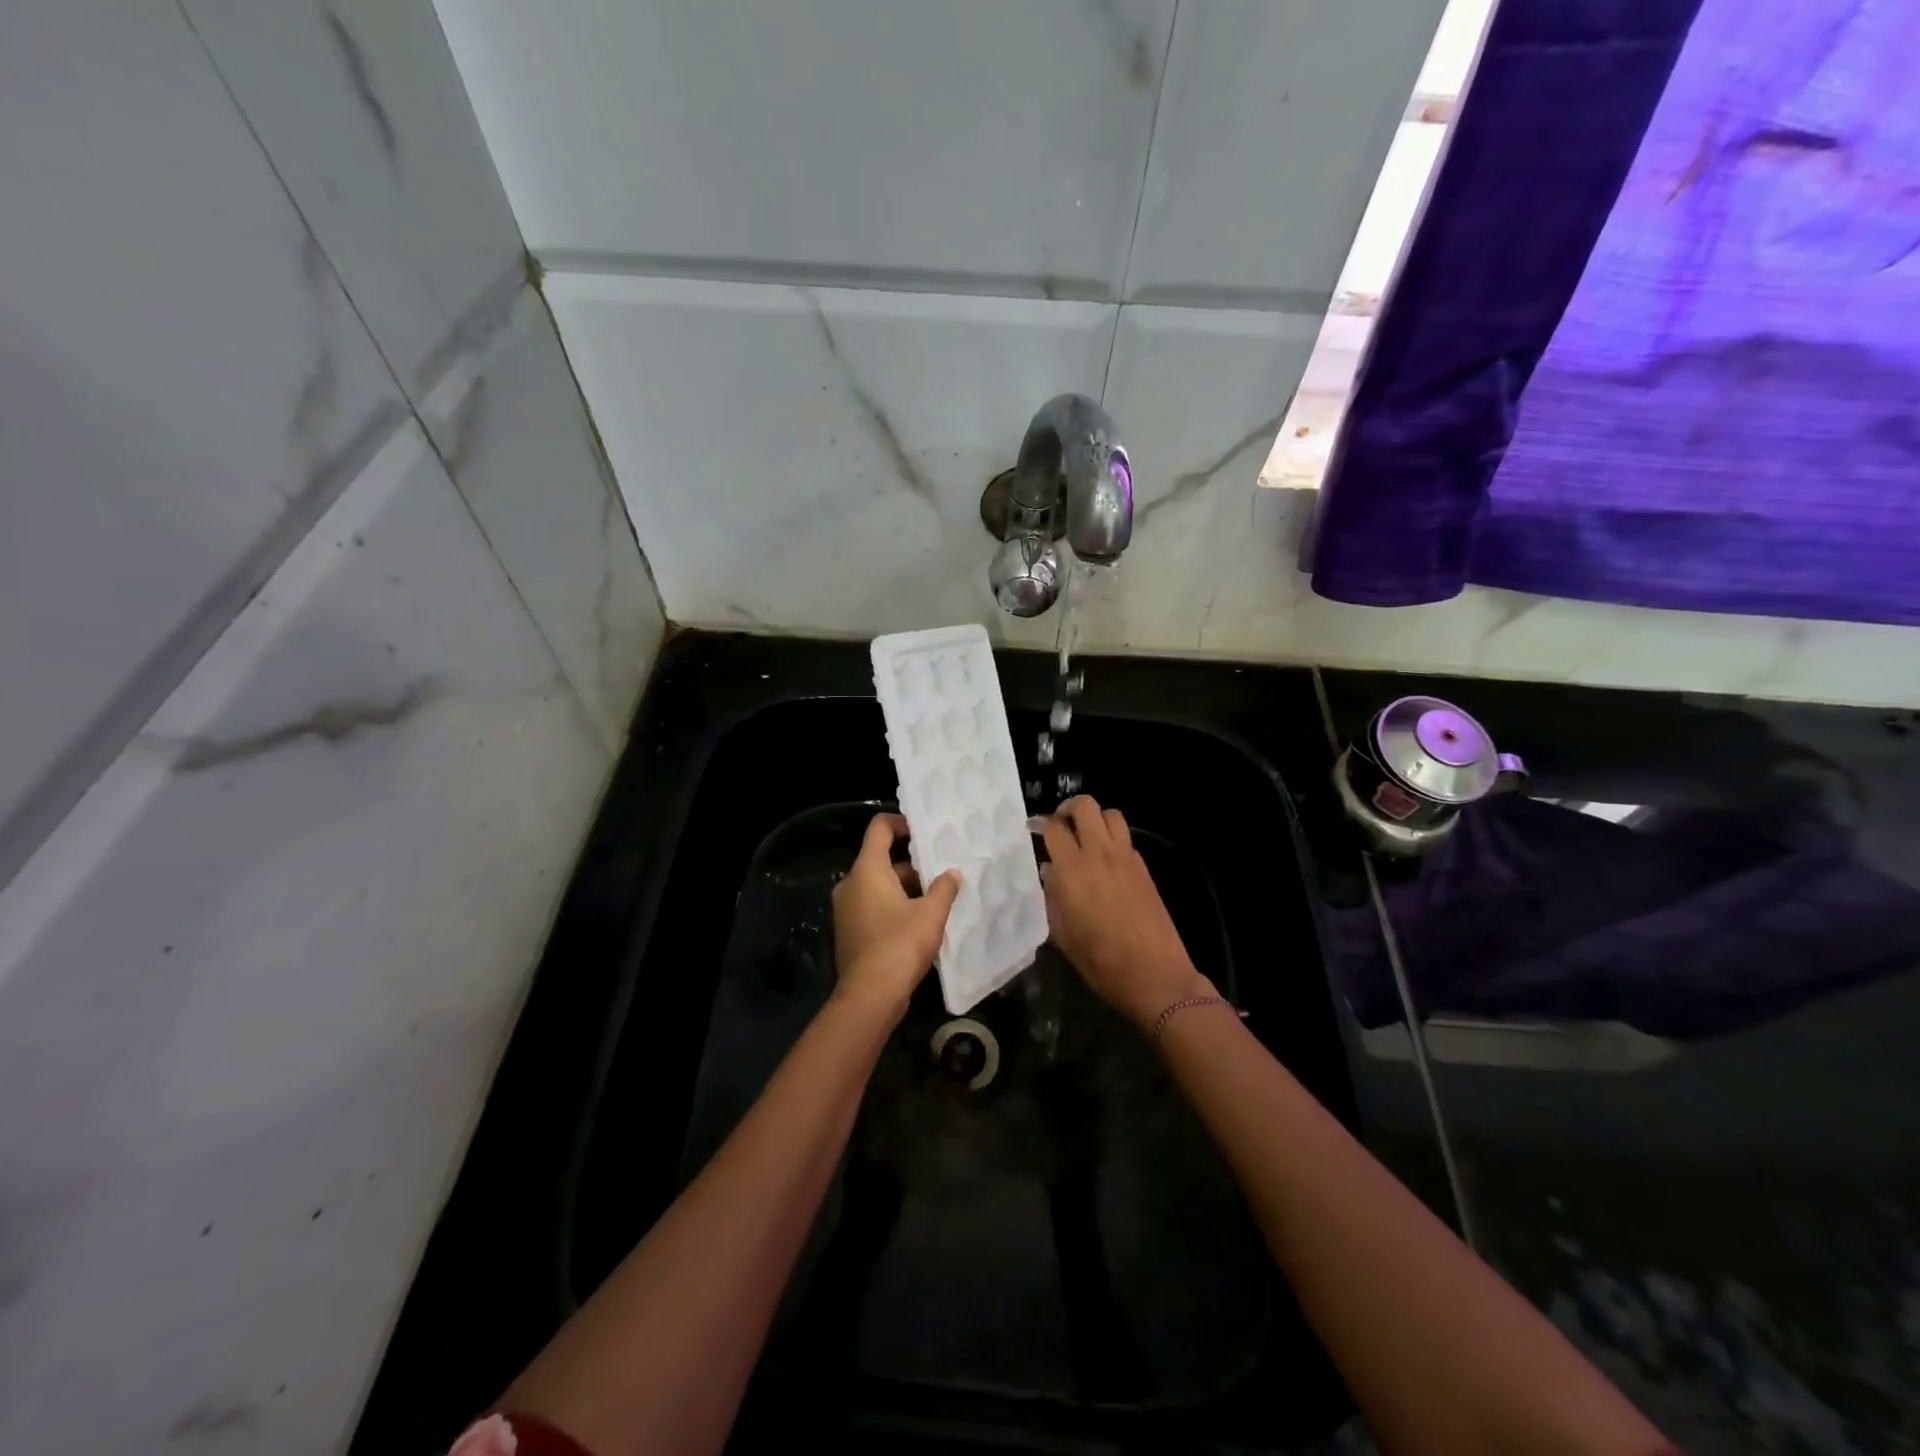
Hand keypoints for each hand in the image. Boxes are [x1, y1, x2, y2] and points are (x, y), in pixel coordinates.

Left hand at [832, 813, 961, 1021]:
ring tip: (935, 899)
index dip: (901, 823)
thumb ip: (944, 888)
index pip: (879, 828)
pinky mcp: (848, 932)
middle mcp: (850, 884)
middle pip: (880, 860)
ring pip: (877, 886)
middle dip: (911, 864)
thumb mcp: (931, 913)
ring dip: (904, 889)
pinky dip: (892, 907)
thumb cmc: (900, 944)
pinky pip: (872, 907)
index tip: (923, 831)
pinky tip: (918, 923)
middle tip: (940, 871)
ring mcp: (846, 909)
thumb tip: (952, 873)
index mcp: (867, 870)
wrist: (870, 995)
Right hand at [1042, 796, 1209, 1031]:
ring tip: (1087, 837)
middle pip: (1085, 806)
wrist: (1154, 973)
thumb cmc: (1100, 960)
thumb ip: (1052, 896)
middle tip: (1062, 825)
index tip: (1034, 831)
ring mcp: (1125, 858)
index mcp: (1072, 870)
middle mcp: (1099, 854)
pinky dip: (1113, 839)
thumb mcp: (1062, 933)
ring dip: (1095, 819)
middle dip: (1069, 809)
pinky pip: (1126, 838)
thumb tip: (1050, 872)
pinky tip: (1107, 862)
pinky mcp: (1144, 868)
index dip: (1041, 824)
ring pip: (1111, 814)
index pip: (1054, 828)